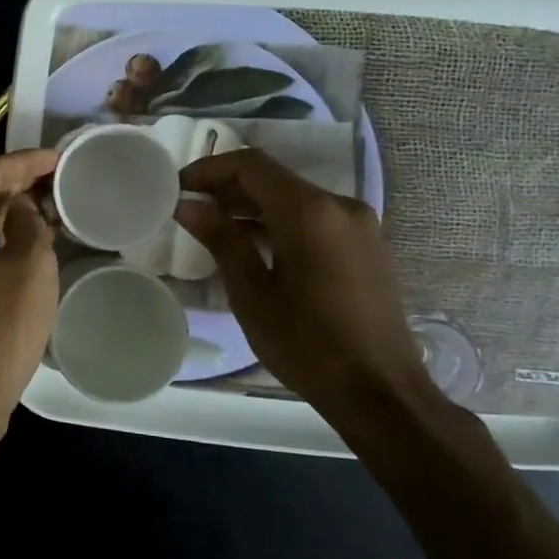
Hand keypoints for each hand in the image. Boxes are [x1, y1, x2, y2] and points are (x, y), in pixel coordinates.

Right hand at [176, 149, 437, 424]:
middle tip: (189, 207)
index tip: (178, 186)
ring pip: (294, 198)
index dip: (209, 169)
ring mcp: (359, 225)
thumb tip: (188, 205)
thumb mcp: (251, 293)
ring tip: (213, 227)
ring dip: (252, 206)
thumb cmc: (307, 344)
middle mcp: (340, 206)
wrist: (381, 392)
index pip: (251, 166)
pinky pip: (314, 218)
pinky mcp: (366, 246)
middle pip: (274, 179)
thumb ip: (221, 240)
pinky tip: (253, 246)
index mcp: (310, 212)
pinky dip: (279, 221)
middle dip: (228, 187)